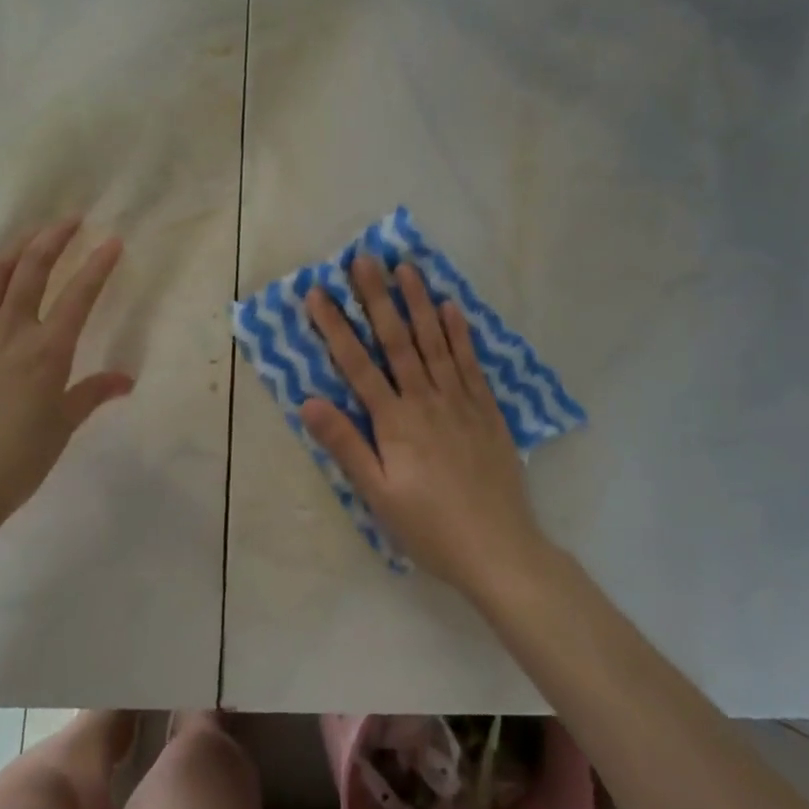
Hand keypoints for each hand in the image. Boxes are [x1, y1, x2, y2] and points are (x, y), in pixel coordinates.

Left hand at [0, 219, 133, 542]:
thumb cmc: (13, 463)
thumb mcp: (60, 429)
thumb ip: (91, 395)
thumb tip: (125, 380)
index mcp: (46, 350)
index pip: (79, 294)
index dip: (98, 264)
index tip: (112, 241)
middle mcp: (9, 330)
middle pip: (31, 268)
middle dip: (53, 237)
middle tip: (70, 219)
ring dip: (14, 249)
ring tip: (30, 236)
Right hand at [303, 255, 546, 593]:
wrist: (500, 550)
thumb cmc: (429, 527)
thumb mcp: (377, 495)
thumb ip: (344, 445)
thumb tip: (308, 401)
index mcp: (395, 421)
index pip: (357, 364)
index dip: (336, 326)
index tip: (319, 292)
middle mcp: (426, 399)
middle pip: (397, 340)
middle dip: (377, 297)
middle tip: (364, 259)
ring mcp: (460, 401)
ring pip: (435, 341)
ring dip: (418, 302)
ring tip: (406, 268)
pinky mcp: (486, 410)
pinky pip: (470, 362)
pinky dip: (460, 332)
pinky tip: (451, 307)